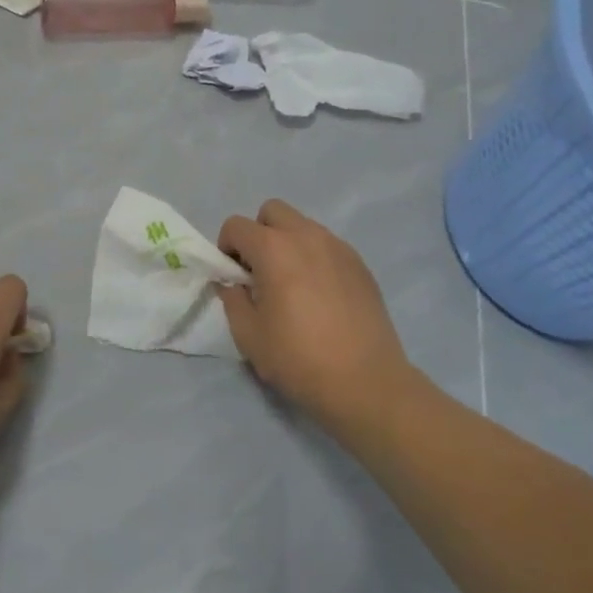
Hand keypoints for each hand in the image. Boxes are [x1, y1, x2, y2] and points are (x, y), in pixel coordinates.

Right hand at [217, 200, 416, 439]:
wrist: (365, 381)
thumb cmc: (299, 359)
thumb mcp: (249, 336)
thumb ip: (232, 300)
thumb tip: (231, 283)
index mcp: (274, 249)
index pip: (236, 225)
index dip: (226, 248)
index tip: (234, 277)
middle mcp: (307, 236)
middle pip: (272, 211)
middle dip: (259, 234)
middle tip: (261, 273)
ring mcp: (338, 247)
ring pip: (303, 226)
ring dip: (288, 243)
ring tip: (293, 286)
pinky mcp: (360, 263)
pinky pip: (327, 245)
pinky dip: (314, 258)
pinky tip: (320, 296)